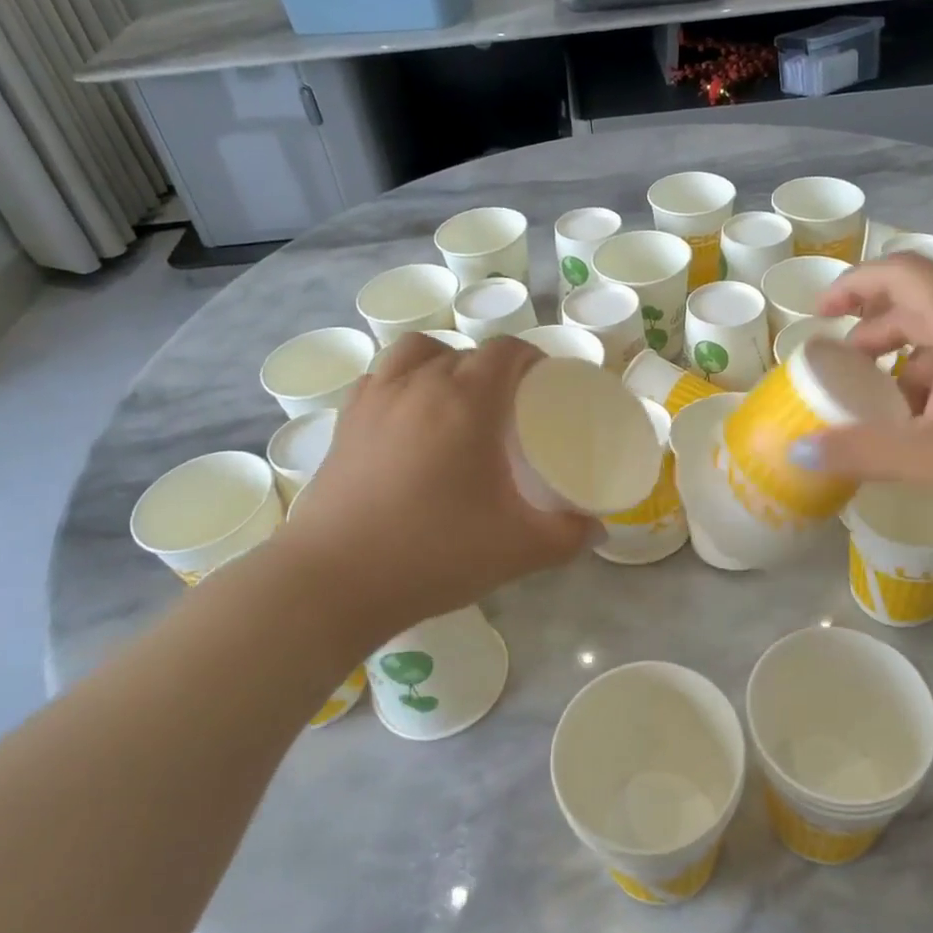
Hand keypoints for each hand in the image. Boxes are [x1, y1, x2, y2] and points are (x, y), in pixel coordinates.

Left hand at [279, 334, 594, 631]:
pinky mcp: (344, 424)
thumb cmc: (434, 554)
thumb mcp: (518, 550)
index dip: (531, 358)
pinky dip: (402, 383)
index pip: (505, 351)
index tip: (545, 384)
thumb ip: (567, 536)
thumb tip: (597, 532)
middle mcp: (418, 385)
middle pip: (464, 352)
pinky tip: (409, 421)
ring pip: (415, 353)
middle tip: (509, 408)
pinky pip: (379, 378)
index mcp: (466, 402)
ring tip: (455, 400)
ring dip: (443, 363)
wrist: (334, 582)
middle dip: (494, 368)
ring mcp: (374, 401)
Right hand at [794, 256, 932, 554]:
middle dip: (872, 330)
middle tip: (841, 368)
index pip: (903, 272)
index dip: (855, 283)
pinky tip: (928, 429)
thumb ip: (861, 452)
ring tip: (879, 406)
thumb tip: (796, 449)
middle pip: (920, 304)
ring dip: (903, 361)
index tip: (821, 315)